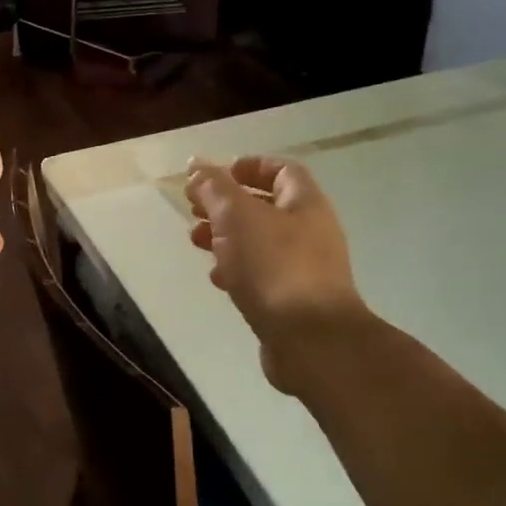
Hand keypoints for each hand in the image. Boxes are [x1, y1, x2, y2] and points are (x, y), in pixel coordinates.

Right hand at [185, 156, 372, 394]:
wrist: (311, 340)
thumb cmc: (275, 267)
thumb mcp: (237, 216)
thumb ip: (214, 188)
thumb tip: (196, 164)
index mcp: (305, 203)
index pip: (281, 170)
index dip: (248, 167)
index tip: (215, 176)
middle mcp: (311, 232)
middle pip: (266, 207)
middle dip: (227, 205)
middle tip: (194, 209)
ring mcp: (304, 269)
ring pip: (260, 242)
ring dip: (227, 237)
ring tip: (196, 242)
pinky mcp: (293, 301)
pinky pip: (262, 275)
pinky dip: (237, 270)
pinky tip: (218, 279)